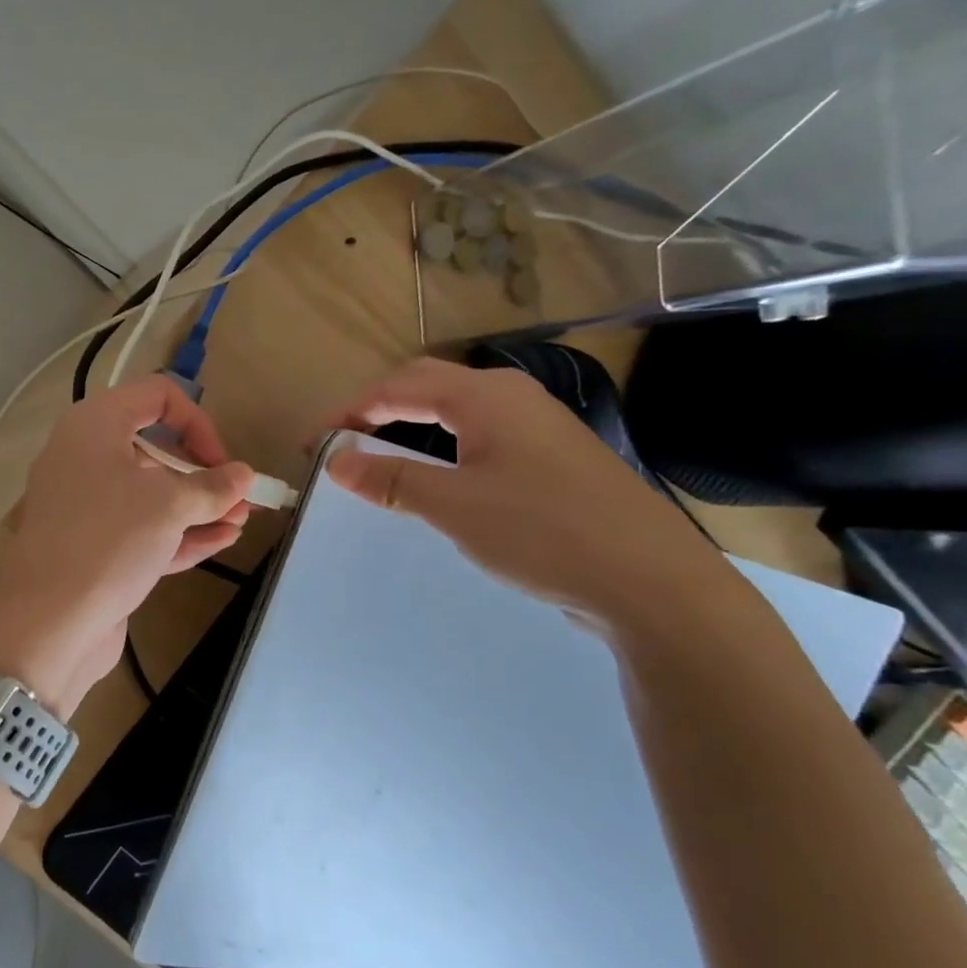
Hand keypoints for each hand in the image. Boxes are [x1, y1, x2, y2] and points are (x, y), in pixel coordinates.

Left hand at [0, 377, 254, 706]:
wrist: (48, 623)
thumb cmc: (108, 539)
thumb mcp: (168, 505)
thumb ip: (211, 487)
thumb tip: (243, 475)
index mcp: (94, 425)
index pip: (155, 396)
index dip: (197, 422)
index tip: (221, 461)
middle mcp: (86, 457)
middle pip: (154, 449)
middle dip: (202, 473)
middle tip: (241, 498)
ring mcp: (87, 506)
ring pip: (150, 495)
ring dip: (198, 507)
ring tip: (241, 521)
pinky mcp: (93, 547)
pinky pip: (141, 530)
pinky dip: (179, 533)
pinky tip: (221, 540)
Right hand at [322, 358, 729, 633]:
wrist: (652, 582)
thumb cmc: (543, 533)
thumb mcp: (453, 506)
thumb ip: (391, 479)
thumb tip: (335, 461)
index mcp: (486, 397)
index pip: (398, 386)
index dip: (350, 410)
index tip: (315, 441)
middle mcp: (512, 397)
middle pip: (427, 385)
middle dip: (376, 408)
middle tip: (341, 444)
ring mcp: (538, 425)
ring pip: (455, 408)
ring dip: (408, 423)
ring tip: (377, 455)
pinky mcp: (552, 456)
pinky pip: (479, 433)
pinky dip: (440, 443)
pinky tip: (437, 473)